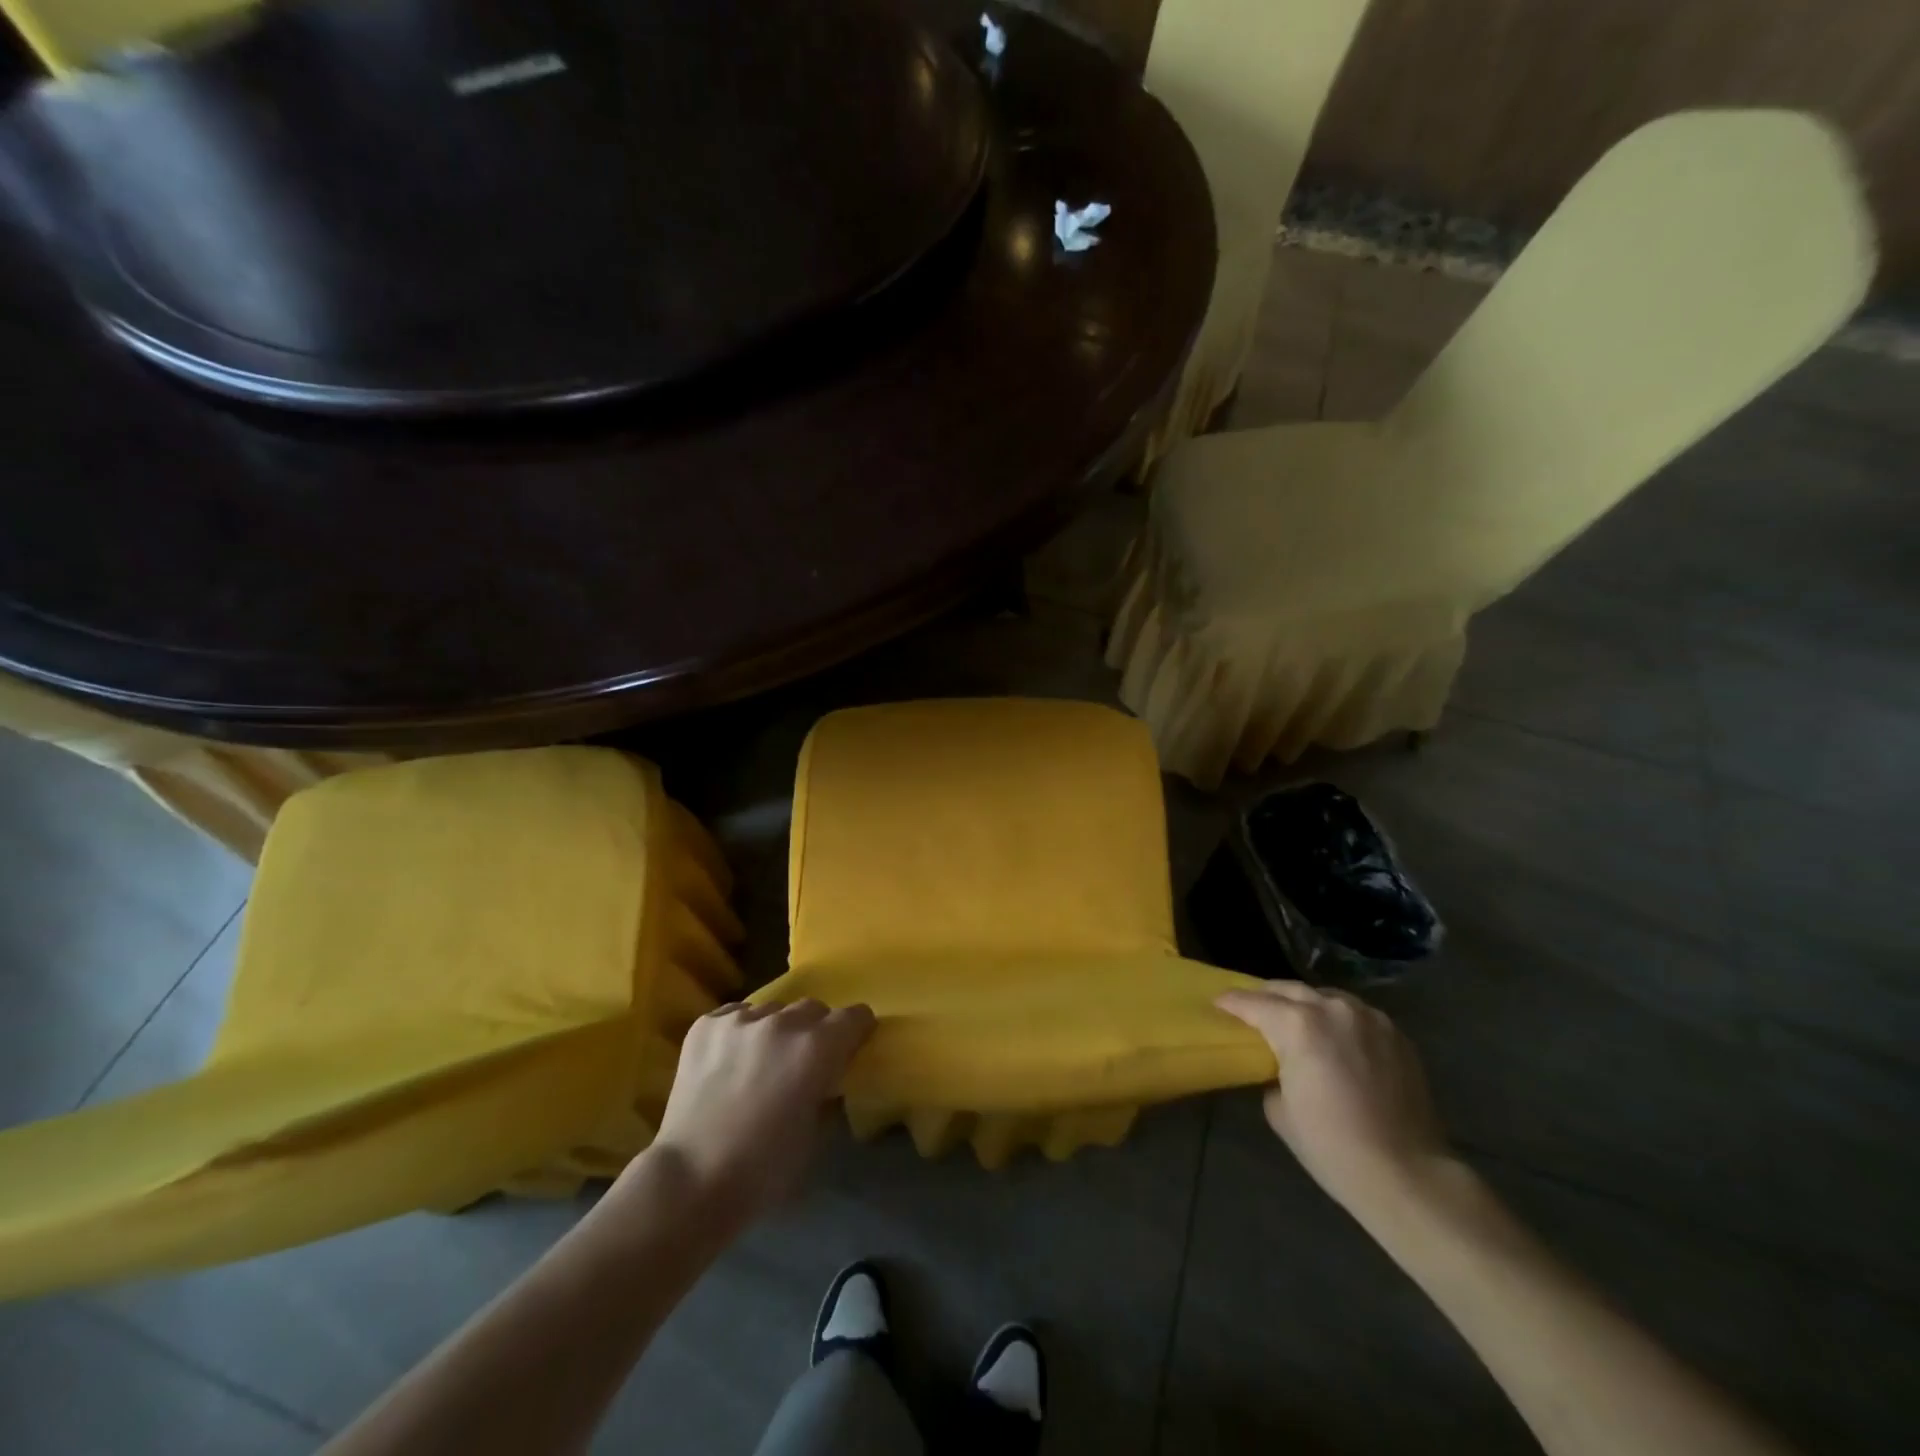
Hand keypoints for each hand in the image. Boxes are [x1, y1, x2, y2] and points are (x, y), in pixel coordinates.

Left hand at [638, 999, 874, 1229]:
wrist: (689, 1181)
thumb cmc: (762, 1170)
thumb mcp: (814, 1137)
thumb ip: (828, 1096)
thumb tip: (830, 1081)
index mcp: (816, 1048)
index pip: (855, 1016)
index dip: (857, 1031)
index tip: (852, 1046)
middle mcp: (781, 1023)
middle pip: (813, 1008)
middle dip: (816, 1030)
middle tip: (803, 1061)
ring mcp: (740, 1020)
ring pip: (773, 1011)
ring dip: (776, 1031)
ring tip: (760, 1062)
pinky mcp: (705, 1025)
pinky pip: (736, 1015)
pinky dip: (740, 1032)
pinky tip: (730, 1060)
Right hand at [1217, 982, 1452, 1217]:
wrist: (1407, 1174)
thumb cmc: (1332, 1146)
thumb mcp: (1279, 1110)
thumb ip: (1272, 1072)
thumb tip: (1278, 1065)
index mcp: (1297, 1025)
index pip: (1253, 1003)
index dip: (1231, 1002)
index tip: (1217, 1004)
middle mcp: (1332, 1009)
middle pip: (1288, 989)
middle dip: (1266, 996)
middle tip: (1251, 1009)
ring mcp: (1369, 1018)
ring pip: (1325, 996)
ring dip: (1304, 1004)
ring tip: (1295, 1021)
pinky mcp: (1396, 1034)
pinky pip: (1356, 1015)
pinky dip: (1337, 1020)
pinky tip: (1335, 1038)